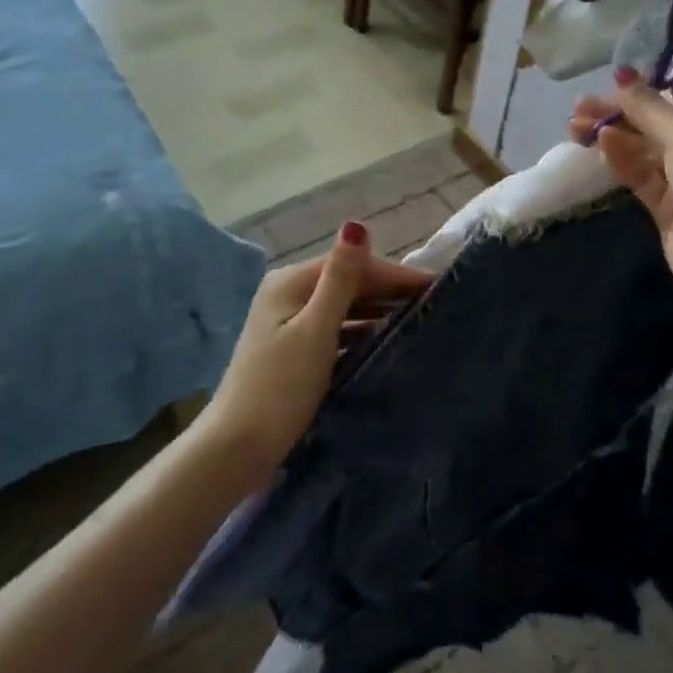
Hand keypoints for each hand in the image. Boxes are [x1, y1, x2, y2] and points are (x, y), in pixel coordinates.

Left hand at [200, 223, 432, 476]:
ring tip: (418, 320)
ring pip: (342, 306)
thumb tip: (356, 224)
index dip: (394, 273)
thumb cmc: (280, 387)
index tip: (436, 285)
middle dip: (388, 289)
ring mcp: (287, 321)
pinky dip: (359, 330)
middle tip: (433, 304)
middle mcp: (288, 292)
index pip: (352, 264)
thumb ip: (340, 279)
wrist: (236, 448)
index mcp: (291, 282)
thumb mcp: (315, 330)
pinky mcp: (291, 348)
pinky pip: (334, 328)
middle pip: (347, 281)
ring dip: (376, 309)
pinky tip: (383, 340)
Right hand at [568, 69, 672, 324]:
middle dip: (623, 114)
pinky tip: (598, 145)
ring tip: (575, 125)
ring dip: (614, 136)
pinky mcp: (671, 208)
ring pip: (647, 150)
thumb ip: (648, 107)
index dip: (653, 90)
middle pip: (663, 124)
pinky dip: (622, 160)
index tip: (615, 85)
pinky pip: (643, 176)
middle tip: (581, 106)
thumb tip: (621, 74)